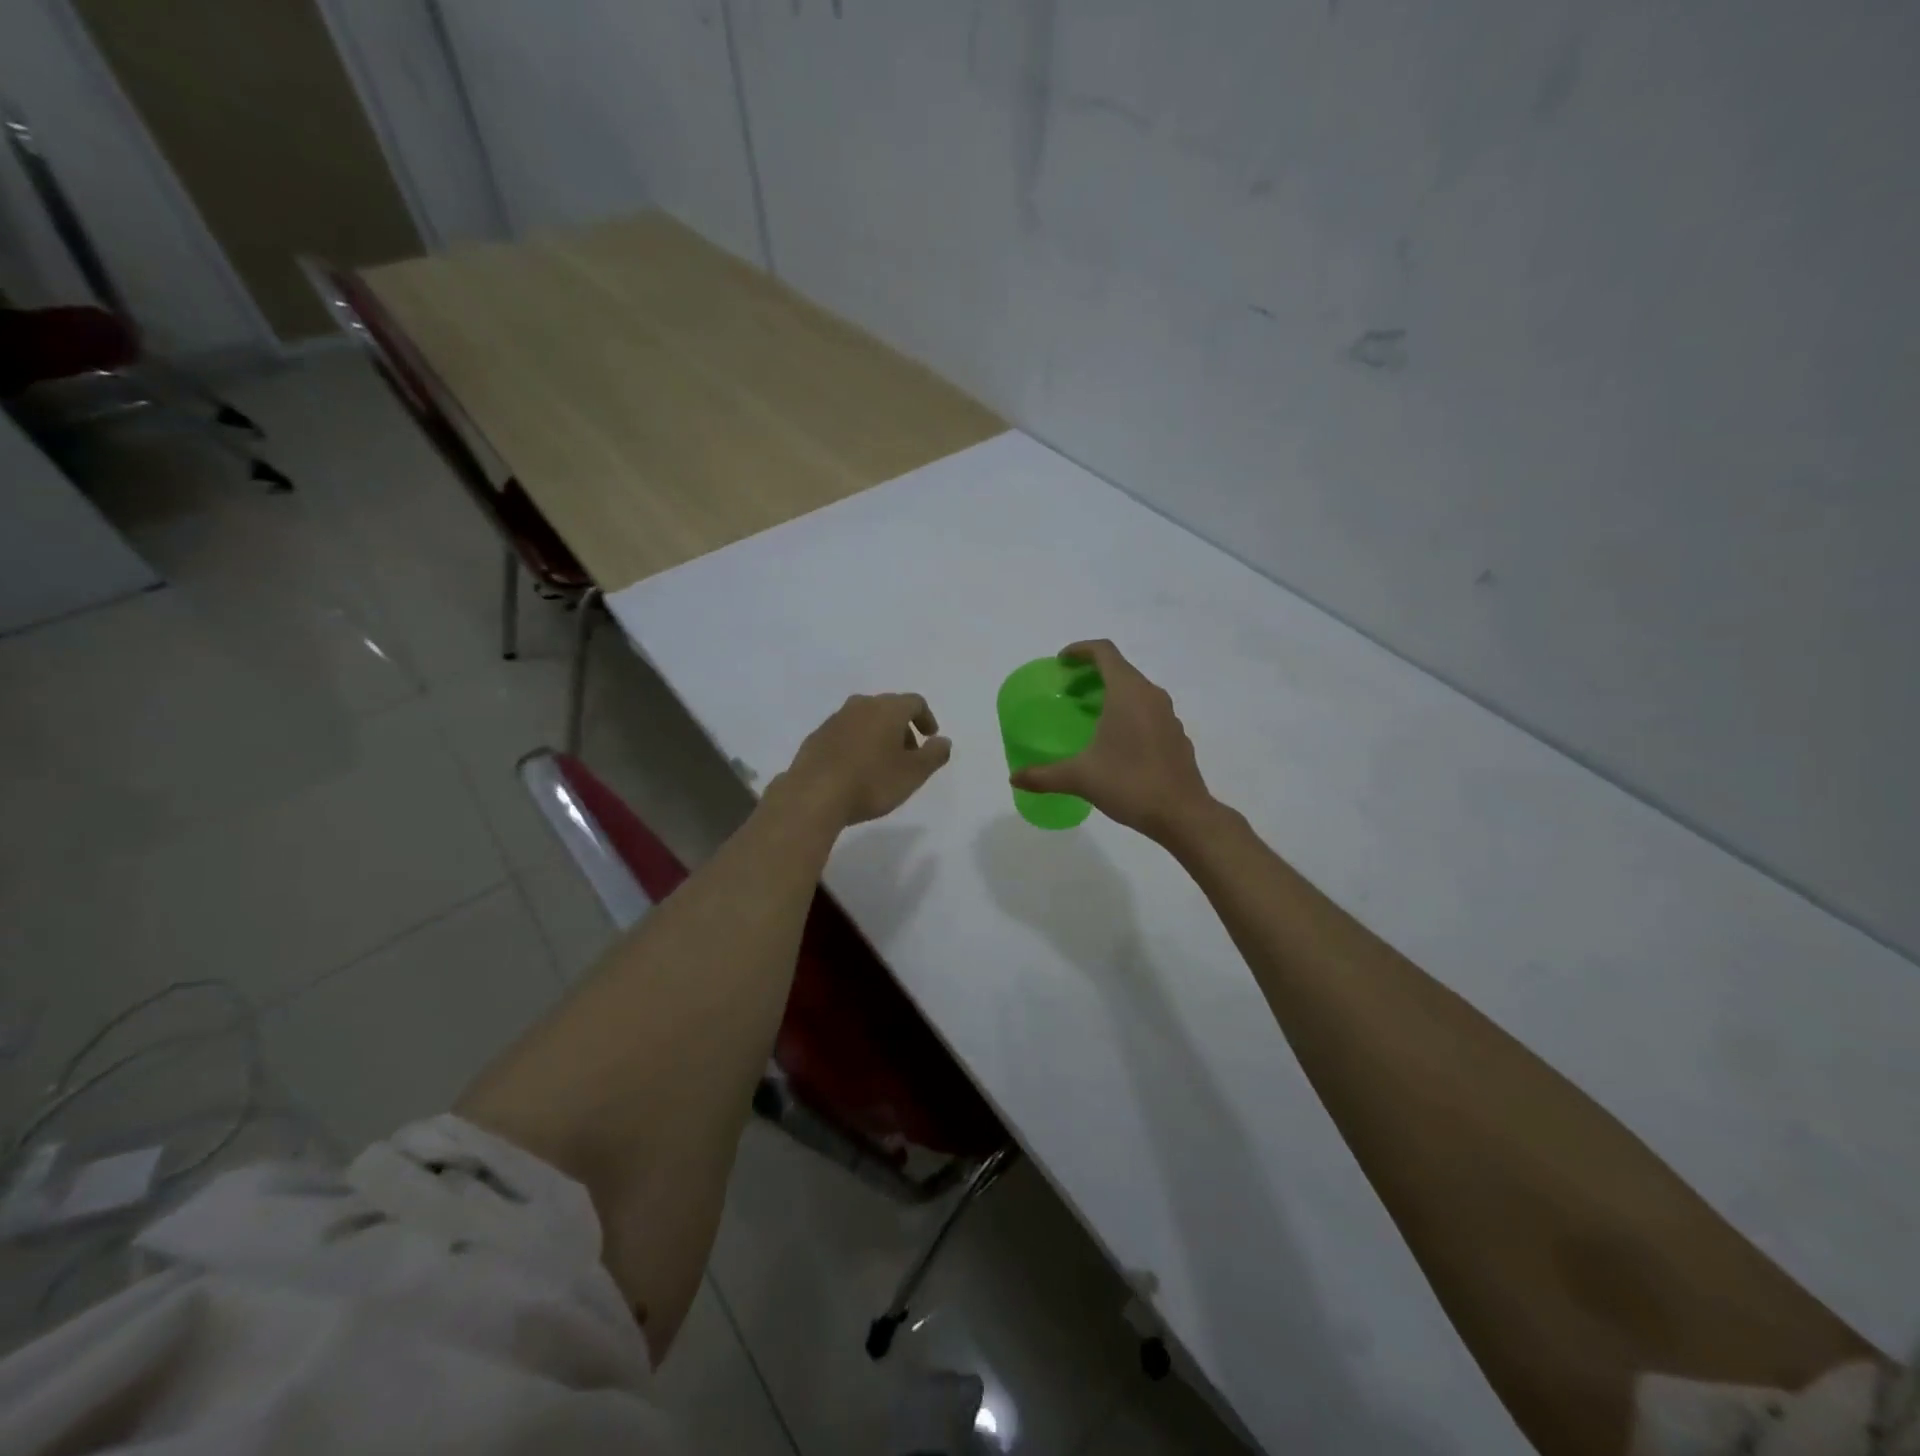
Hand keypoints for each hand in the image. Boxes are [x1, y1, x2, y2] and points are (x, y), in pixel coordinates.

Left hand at [781, 693, 952, 827]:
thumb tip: (943, 741)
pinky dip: (856, 745)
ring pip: (864, 720)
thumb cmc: (872, 782)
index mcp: (887, 709)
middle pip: (888, 708)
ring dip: (878, 736)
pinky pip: (844, 734)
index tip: (931, 738)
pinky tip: (855, 769)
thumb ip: (934, 754)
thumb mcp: (913, 773)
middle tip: (909, 754)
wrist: (813, 795)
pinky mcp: (816, 737)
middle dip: (902, 728)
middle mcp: (860, 706)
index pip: (914, 702)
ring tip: (882, 764)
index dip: (926, 718)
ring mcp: (834, 720)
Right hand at [1010, 640, 1214, 843]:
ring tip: (1088, 716)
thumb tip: (1014, 779)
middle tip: (1067, 692)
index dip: (1080, 650)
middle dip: (1091, 674)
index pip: (1104, 652)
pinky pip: (1147, 712)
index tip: (1061, 662)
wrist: (1183, 814)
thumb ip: (1044, 775)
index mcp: (1128, 693)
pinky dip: (1127, 714)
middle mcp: (1151, 696)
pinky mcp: (1176, 736)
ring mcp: (1168, 716)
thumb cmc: (1130, 784)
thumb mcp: (1080, 778)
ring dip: (1110, 694)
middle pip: (1120, 669)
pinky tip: (1114, 743)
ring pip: (1136, 691)